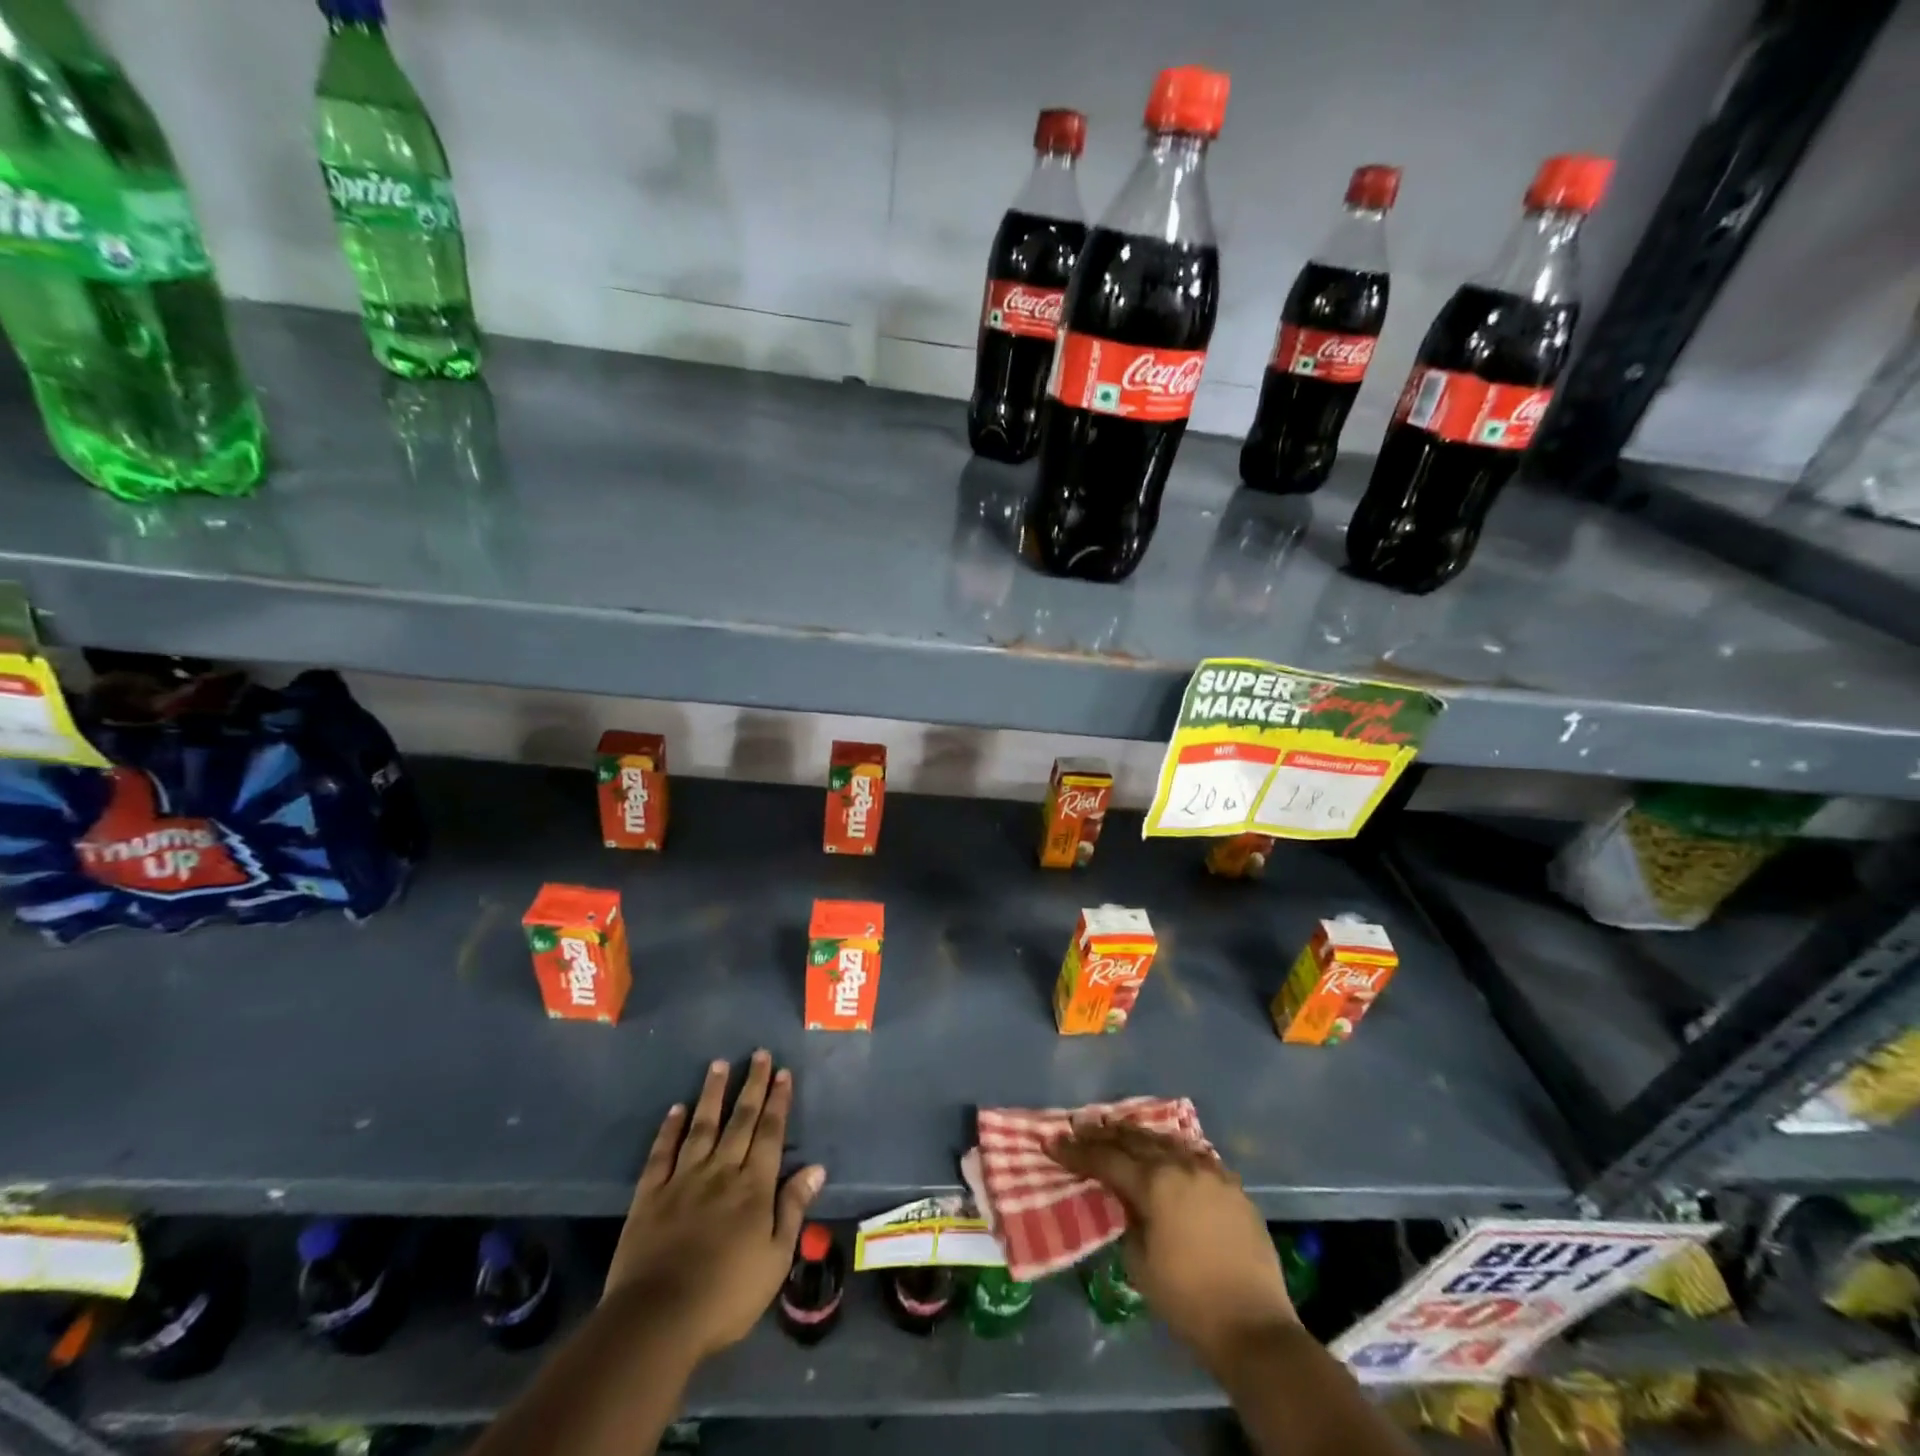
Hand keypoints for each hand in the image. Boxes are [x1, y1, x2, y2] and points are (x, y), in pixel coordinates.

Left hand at [604, 1051, 825, 1361]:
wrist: (657, 1320)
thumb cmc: (726, 1296)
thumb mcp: (775, 1260)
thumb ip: (793, 1209)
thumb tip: (816, 1168)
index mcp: (753, 1188)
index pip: (769, 1134)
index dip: (777, 1102)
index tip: (782, 1073)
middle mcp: (720, 1172)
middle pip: (740, 1121)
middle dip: (752, 1086)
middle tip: (759, 1054)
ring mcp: (682, 1181)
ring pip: (702, 1127)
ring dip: (712, 1094)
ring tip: (719, 1064)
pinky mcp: (650, 1196)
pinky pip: (661, 1154)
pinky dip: (669, 1129)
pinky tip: (676, 1109)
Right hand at [1051, 1119, 1295, 1368]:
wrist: (1253, 1327)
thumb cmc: (1187, 1300)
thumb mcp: (1139, 1262)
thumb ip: (1127, 1219)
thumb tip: (1125, 1201)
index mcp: (1155, 1183)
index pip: (1106, 1158)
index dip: (1076, 1151)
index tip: (1053, 1143)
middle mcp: (1182, 1165)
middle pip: (1135, 1139)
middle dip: (1104, 1134)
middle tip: (1080, 1128)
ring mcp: (1211, 1171)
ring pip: (1167, 1141)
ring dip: (1138, 1136)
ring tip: (1118, 1131)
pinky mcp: (1232, 1186)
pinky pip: (1195, 1156)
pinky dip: (1172, 1150)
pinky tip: (1165, 1152)